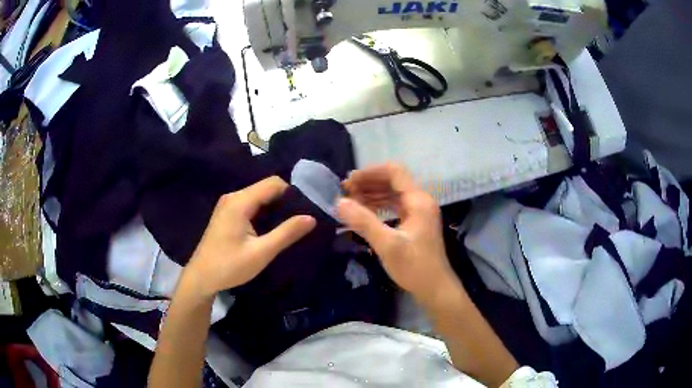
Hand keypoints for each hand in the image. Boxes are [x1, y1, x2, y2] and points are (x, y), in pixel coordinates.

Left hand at [184, 177, 315, 298]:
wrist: (201, 277)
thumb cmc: (229, 266)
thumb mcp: (261, 252)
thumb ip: (286, 233)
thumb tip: (311, 218)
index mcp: (240, 201)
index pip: (274, 183)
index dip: (292, 193)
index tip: (305, 210)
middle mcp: (233, 197)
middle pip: (266, 188)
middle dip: (285, 201)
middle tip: (300, 221)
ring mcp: (229, 204)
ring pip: (259, 196)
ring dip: (275, 208)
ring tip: (289, 226)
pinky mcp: (227, 213)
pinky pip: (251, 204)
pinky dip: (264, 212)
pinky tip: (271, 229)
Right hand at [337, 164, 457, 303]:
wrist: (435, 289)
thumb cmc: (414, 267)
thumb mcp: (387, 245)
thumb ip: (363, 222)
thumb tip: (339, 202)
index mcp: (418, 201)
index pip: (394, 172)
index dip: (370, 173)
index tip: (349, 182)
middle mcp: (420, 201)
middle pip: (393, 181)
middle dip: (368, 183)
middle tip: (345, 192)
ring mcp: (419, 212)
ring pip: (393, 194)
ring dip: (372, 194)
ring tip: (350, 201)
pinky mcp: (415, 223)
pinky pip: (395, 206)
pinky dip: (379, 206)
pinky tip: (364, 212)